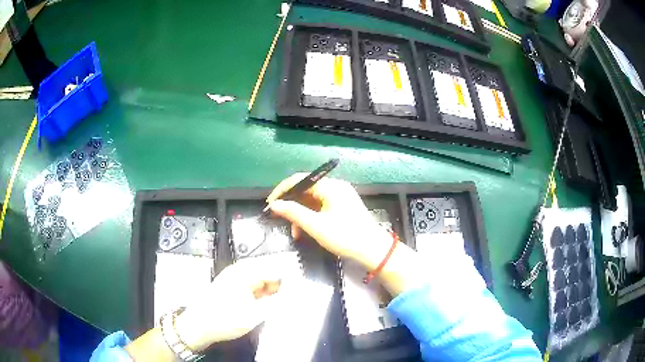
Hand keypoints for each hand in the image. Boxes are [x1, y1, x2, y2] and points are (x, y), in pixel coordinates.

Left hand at [174, 254, 298, 350]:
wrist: (198, 326)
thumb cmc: (225, 318)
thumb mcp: (255, 314)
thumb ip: (278, 303)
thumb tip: (295, 297)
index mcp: (245, 272)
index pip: (275, 268)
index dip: (291, 278)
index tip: (303, 289)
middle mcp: (240, 272)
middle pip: (269, 273)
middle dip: (283, 285)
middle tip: (296, 299)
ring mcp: (236, 280)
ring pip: (262, 282)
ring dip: (274, 292)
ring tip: (285, 304)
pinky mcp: (233, 290)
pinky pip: (254, 289)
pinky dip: (264, 296)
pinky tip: (270, 306)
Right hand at [267, 173, 393, 270]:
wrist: (373, 251)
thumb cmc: (345, 237)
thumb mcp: (316, 226)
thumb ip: (293, 212)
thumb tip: (274, 204)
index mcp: (331, 186)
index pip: (300, 180)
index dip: (282, 190)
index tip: (270, 204)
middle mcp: (336, 187)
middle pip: (306, 190)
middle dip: (292, 206)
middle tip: (280, 220)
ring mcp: (341, 197)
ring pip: (313, 201)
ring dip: (301, 215)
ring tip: (296, 233)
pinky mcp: (343, 207)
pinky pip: (321, 208)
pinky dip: (312, 218)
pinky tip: (306, 232)